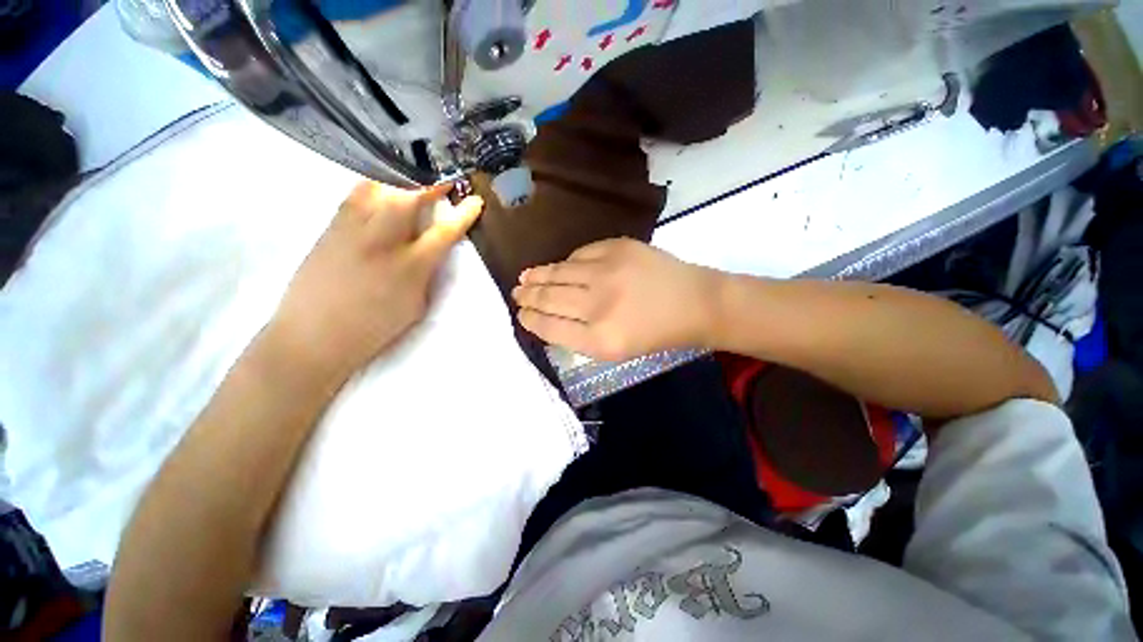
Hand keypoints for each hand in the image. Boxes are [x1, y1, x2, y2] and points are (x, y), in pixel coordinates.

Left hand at [266, 181, 482, 384]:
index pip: (444, 232)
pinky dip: (373, 189)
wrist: (313, 337)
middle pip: (408, 199)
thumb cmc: (373, 329)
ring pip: (378, 190)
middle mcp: (381, 242)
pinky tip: (380, 191)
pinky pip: (354, 197)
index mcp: (410, 268)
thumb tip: (432, 253)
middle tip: (443, 183)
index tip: (475, 200)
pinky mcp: (329, 230)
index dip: (463, 214)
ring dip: (400, 182)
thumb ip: (427, 275)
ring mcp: (351, 232)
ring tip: (412, 182)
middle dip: (430, 187)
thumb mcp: (416, 307)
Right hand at [512, 238, 721, 360]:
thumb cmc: (656, 334)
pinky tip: (560, 267)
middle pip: (549, 298)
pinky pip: (580, 254)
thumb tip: (547, 316)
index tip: (520, 314)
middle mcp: (599, 305)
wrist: (696, 303)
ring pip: (559, 273)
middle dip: (527, 296)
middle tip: (515, 293)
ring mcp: (608, 272)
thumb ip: (579, 335)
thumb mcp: (616, 349)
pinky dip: (567, 262)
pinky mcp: (618, 248)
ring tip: (525, 277)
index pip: (550, 327)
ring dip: (537, 275)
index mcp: (600, 340)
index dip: (530, 319)